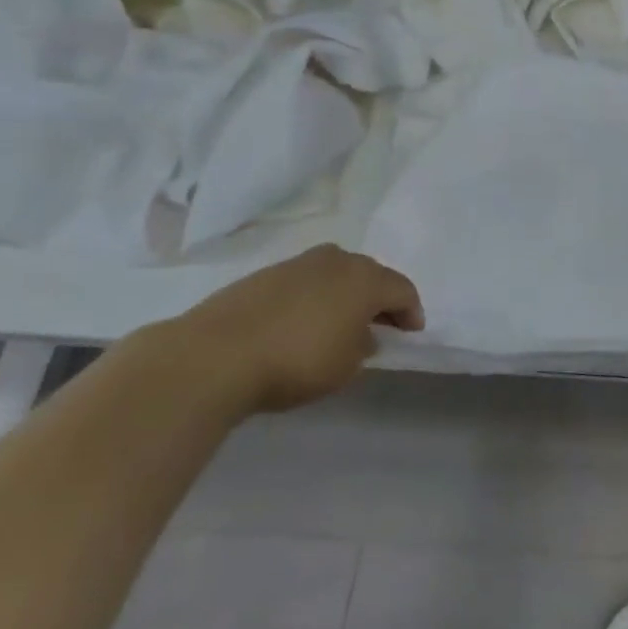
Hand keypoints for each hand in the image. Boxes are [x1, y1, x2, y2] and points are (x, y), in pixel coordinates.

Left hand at [161, 245, 424, 414]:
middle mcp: (337, 261)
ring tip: (340, 322)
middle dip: (379, 298)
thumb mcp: (345, 367)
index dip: (411, 312)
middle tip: (380, 325)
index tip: (411, 334)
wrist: (216, 355)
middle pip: (371, 274)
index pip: (403, 290)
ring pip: (336, 273)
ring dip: (345, 294)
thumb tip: (362, 334)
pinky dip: (314, 296)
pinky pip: (305, 280)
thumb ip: (363, 347)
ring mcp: (299, 263)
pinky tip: (303, 322)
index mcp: (365, 279)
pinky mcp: (266, 273)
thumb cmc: (296, 362)